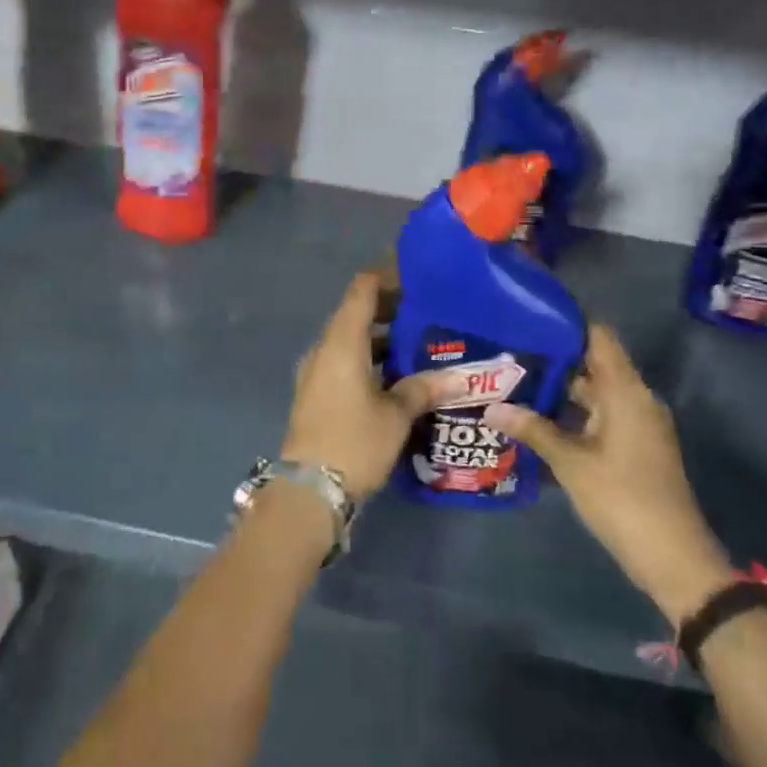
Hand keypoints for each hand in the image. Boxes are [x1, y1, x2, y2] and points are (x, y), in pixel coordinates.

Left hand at [279, 272, 434, 497]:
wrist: (308, 490)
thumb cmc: (354, 441)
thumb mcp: (396, 415)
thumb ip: (423, 388)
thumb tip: (458, 377)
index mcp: (342, 341)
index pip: (362, 289)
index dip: (386, 276)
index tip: (415, 276)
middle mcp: (325, 348)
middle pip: (356, 312)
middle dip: (389, 308)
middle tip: (426, 312)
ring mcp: (317, 371)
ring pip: (351, 339)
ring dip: (380, 337)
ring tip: (418, 342)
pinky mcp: (317, 392)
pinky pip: (345, 361)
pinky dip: (369, 358)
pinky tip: (396, 375)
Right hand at [486, 325, 733, 624]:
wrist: (674, 558)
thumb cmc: (622, 499)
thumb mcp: (570, 462)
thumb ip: (533, 429)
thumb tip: (492, 407)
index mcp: (625, 390)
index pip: (598, 336)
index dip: (566, 323)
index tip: (528, 318)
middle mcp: (636, 398)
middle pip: (593, 363)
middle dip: (554, 359)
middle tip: (510, 353)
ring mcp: (638, 423)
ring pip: (596, 392)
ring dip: (561, 389)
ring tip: (516, 382)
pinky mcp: (636, 445)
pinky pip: (602, 414)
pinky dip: (575, 412)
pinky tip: (540, 420)